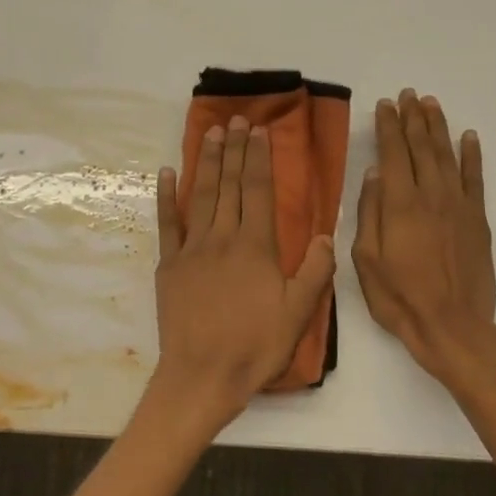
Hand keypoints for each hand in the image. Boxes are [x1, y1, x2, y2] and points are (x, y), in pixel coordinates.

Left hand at [153, 116, 336, 420]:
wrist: (202, 375)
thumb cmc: (255, 346)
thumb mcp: (299, 313)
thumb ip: (316, 270)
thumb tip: (328, 234)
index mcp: (256, 246)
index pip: (258, 191)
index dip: (259, 158)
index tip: (259, 132)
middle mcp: (223, 238)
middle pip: (229, 185)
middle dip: (234, 149)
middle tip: (236, 119)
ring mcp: (192, 249)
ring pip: (201, 196)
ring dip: (206, 162)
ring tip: (211, 133)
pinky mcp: (169, 265)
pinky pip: (168, 223)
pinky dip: (167, 197)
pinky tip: (166, 173)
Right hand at [352, 90, 495, 381]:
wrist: (452, 326)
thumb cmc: (400, 298)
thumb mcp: (366, 261)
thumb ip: (369, 213)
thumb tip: (374, 174)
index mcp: (400, 205)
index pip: (393, 153)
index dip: (389, 126)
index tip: (385, 104)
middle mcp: (431, 195)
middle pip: (421, 147)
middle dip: (413, 118)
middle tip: (408, 94)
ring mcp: (458, 206)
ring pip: (447, 156)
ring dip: (438, 127)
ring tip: (431, 104)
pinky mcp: (478, 220)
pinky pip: (475, 178)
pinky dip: (471, 155)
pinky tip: (468, 137)